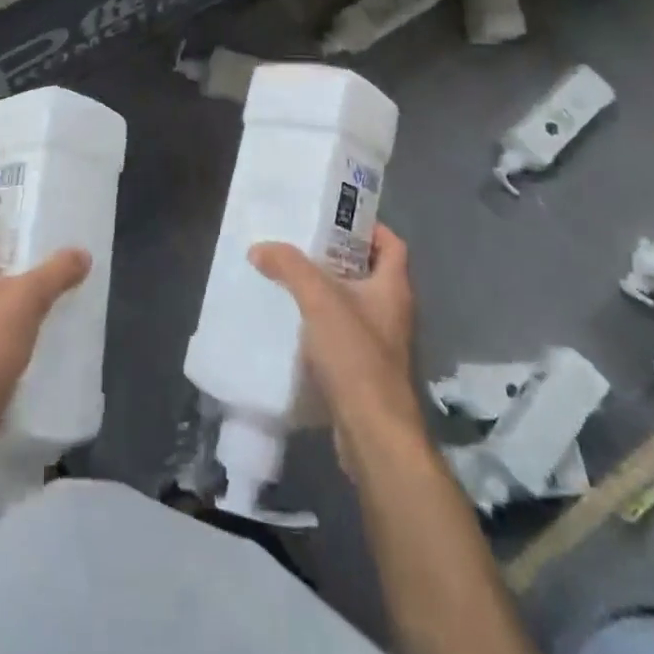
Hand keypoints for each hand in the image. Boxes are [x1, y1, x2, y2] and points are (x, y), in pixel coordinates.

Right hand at [249, 225, 422, 471]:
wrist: (374, 434)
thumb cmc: (356, 356)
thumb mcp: (319, 300)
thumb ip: (289, 268)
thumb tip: (259, 248)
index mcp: (393, 288)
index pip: (392, 243)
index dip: (369, 227)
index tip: (334, 219)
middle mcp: (394, 312)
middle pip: (370, 271)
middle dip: (338, 258)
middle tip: (302, 246)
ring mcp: (383, 344)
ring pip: (355, 305)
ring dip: (328, 293)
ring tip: (291, 281)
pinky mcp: (367, 372)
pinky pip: (345, 335)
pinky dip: (324, 326)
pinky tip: (294, 326)